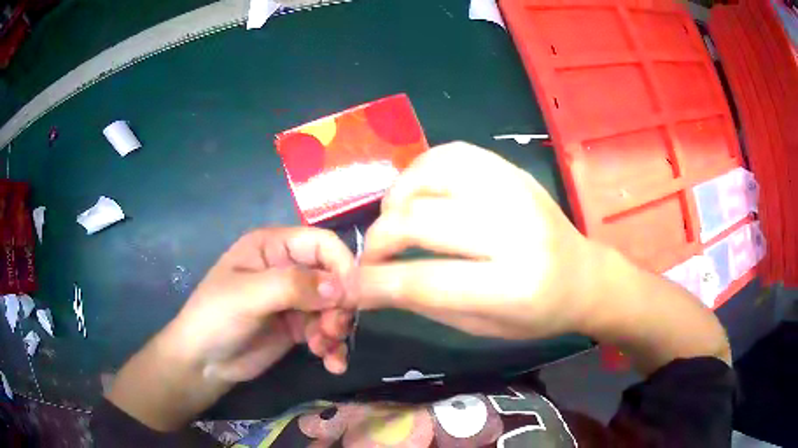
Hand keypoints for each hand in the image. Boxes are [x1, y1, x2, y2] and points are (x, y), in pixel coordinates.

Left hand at [108, 227, 355, 430]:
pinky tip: (332, 363)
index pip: (321, 243)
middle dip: (338, 306)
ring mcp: (293, 300)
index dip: (342, 265)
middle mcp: (287, 268)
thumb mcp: (248, 296)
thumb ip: (293, 286)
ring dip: (335, 329)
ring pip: (333, 307)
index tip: (352, 298)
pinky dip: (333, 347)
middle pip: (333, 277)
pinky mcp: (297, 327)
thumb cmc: (215, 318)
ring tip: (323, 350)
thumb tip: (341, 287)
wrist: (203, 363)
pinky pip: (325, 331)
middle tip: (332, 331)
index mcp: (273, 246)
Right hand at [348, 142, 599, 339]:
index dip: (374, 284)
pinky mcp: (513, 171)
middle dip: (379, 240)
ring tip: (394, 219)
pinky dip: (422, 169)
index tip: (348, 286)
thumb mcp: (481, 326)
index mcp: (512, 287)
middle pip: (422, 222)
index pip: (424, 281)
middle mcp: (516, 232)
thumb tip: (369, 285)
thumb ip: (424, 303)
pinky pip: (453, 153)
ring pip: (433, 175)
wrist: (582, 276)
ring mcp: (516, 192)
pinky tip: (418, 192)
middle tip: (371, 256)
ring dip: (398, 198)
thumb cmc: (535, 314)